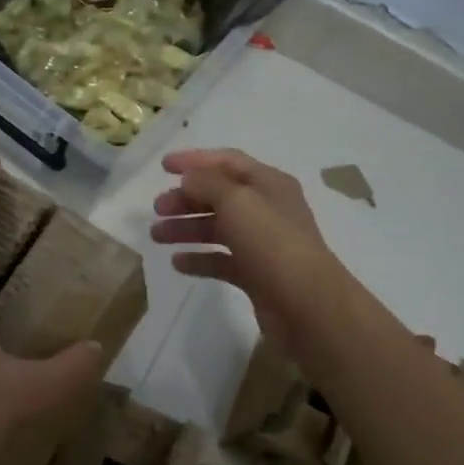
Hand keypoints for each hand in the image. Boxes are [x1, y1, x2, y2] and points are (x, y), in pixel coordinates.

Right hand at [150, 148, 352, 359]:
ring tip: (157, 236)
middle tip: (157, 209)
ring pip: (218, 228)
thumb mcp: (236, 200)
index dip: (195, 160)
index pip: (227, 161)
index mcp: (268, 183)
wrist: (306, 304)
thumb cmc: (271, 242)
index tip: (162, 167)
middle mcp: (266, 209)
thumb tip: (189, 178)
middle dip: (186, 199)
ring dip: (186, 228)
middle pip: (219, 196)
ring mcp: (262, 243)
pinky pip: (222, 260)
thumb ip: (207, 183)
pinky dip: (200, 259)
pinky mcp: (256, 274)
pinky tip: (178, 263)